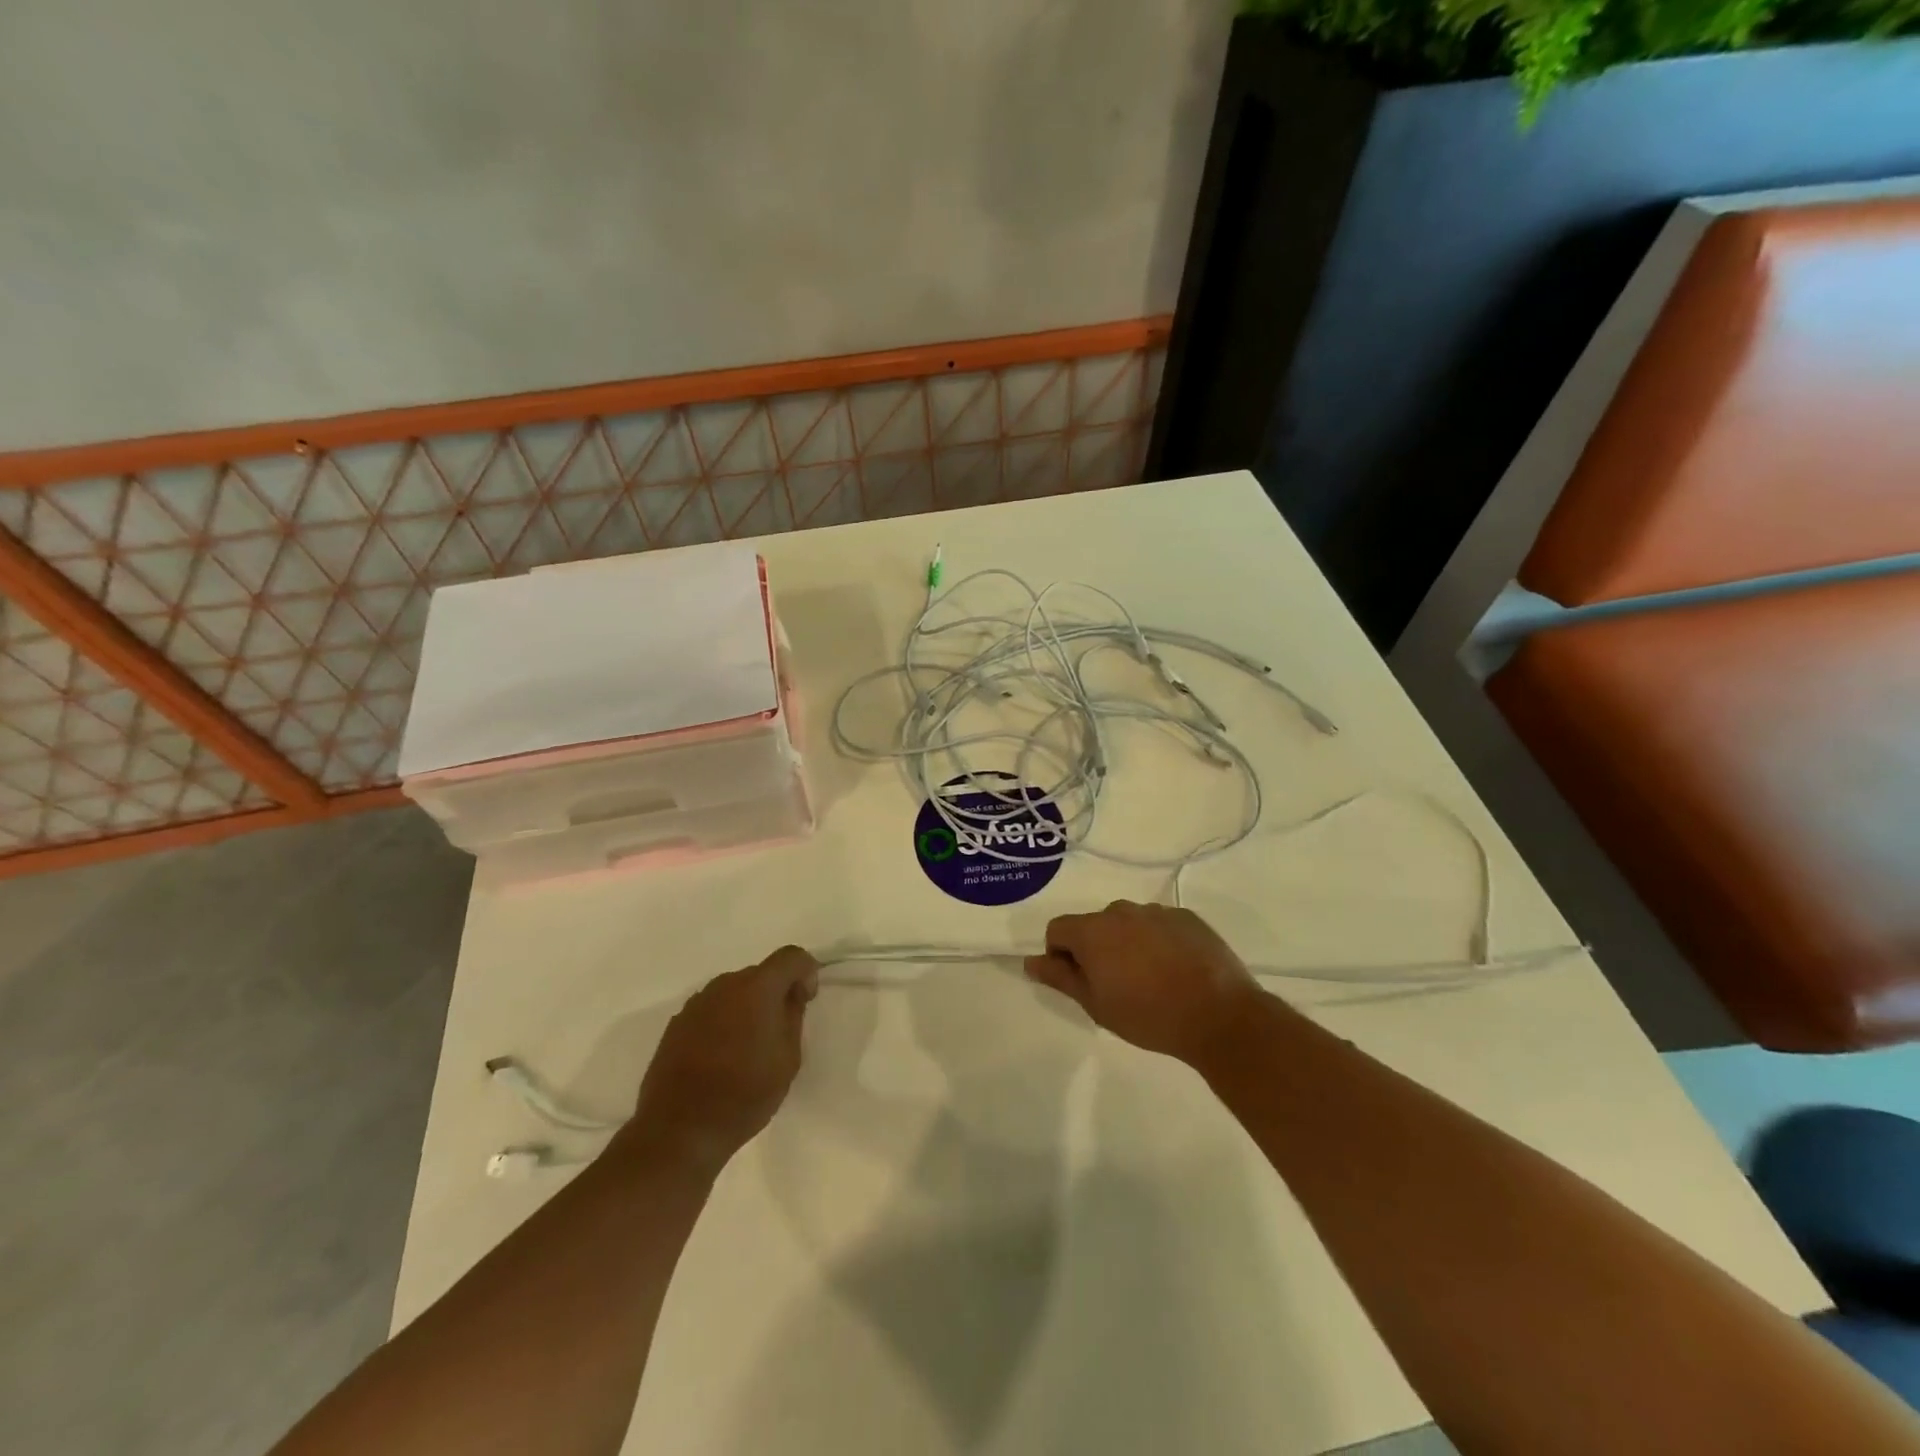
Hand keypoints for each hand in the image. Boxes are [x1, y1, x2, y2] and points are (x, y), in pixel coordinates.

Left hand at [620, 946, 818, 1174]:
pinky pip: (711, 1010)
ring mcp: (696, 1003)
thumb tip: (790, 997)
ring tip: (748, 1048)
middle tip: (779, 1031)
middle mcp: (724, 985)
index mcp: (757, 988)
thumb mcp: (787, 1059)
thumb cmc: (743, 1095)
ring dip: (747, 1007)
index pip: (791, 956)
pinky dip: (723, 1022)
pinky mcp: (676, 1024)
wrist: (678, 1131)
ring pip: (734, 992)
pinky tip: (721, 1057)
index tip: (805, 1002)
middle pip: (760, 974)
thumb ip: (793, 1017)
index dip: (806, 972)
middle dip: (775, 993)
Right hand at [1025, 901, 1263, 1066]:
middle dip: (1096, 949)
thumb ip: (1060, 978)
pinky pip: (1159, 925)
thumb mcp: (1096, 1005)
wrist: (1219, 1015)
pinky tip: (1176, 971)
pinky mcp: (1187, 917)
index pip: (1058, 929)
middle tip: (1116, 986)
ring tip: (1150, 979)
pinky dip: (1158, 942)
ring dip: (1127, 944)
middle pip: (1094, 925)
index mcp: (1093, 930)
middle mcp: (1121, 910)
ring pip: (1128, 924)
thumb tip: (1031, 961)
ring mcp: (1157, 911)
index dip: (1060, 955)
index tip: (1080, 982)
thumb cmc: (1148, 1015)